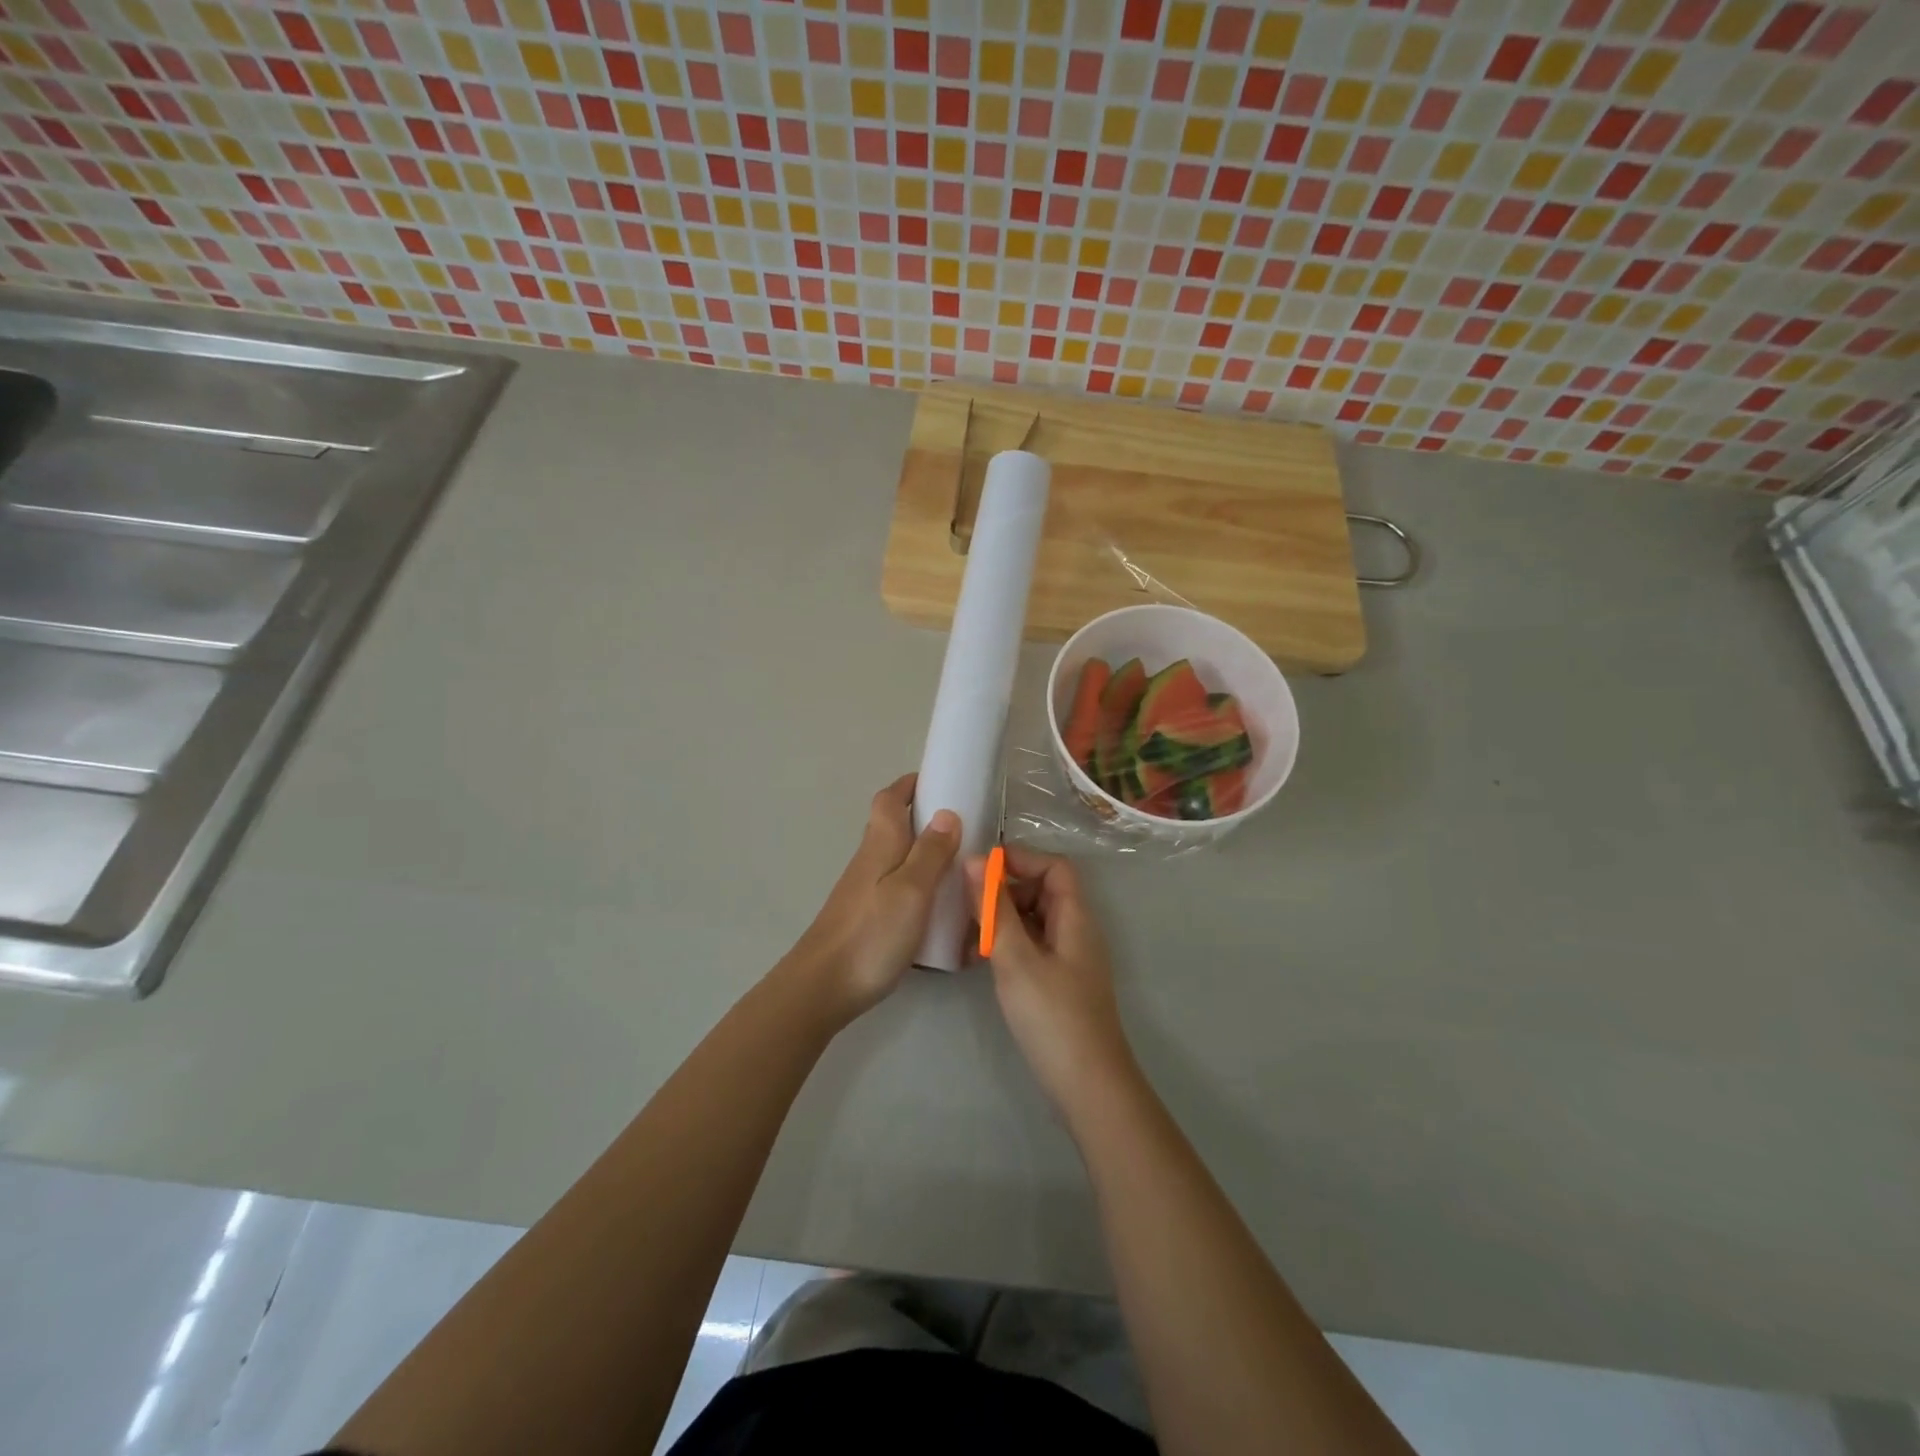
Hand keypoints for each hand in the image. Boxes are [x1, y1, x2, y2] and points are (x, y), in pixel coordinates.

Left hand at [786, 774, 959, 1026]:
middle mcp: (870, 860)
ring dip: (925, 853)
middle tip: (964, 827)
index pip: (889, 799)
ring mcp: (865, 889)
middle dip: (924, 818)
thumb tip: (947, 813)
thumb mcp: (912, 890)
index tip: (940, 782)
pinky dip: (920, 885)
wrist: (823, 987)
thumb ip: (930, 852)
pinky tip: (938, 907)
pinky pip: (898, 886)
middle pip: (894, 826)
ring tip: (960, 866)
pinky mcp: (867, 916)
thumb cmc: (871, 934)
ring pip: (897, 857)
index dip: (910, 785)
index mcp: (880, 845)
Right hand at [966, 847, 1137, 1117]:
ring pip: (1033, 921)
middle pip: (1042, 891)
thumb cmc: (1052, 1016)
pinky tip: (980, 962)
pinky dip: (1007, 945)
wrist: (1088, 1086)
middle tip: (966, 907)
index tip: (979, 870)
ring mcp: (1068, 959)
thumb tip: (974, 860)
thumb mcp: (1016, 958)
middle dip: (1004, 891)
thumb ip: (994, 909)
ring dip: (1001, 920)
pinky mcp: (1059, 983)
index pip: (1054, 867)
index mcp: (1075, 918)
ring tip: (967, 937)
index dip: (1020, 860)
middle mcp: (1076, 931)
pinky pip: (1031, 947)